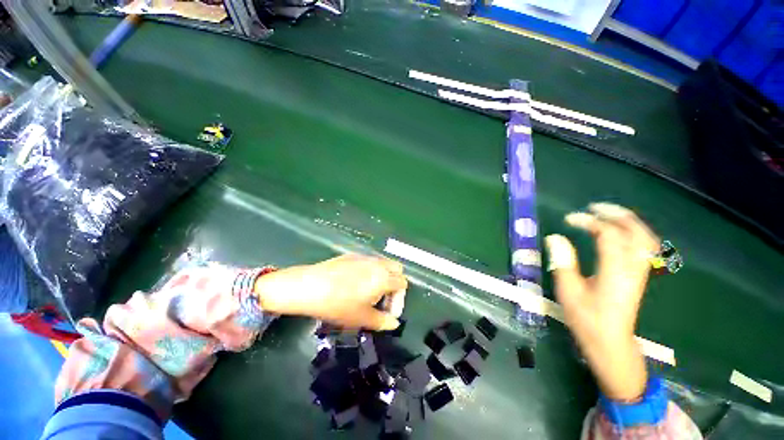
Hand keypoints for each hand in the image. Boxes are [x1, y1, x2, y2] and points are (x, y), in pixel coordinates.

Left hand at [253, 254, 407, 330]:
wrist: (310, 286)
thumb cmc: (339, 305)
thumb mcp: (362, 318)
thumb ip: (382, 321)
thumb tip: (394, 323)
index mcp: (384, 278)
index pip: (403, 283)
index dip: (399, 300)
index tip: (387, 313)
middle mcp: (377, 263)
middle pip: (397, 269)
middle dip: (394, 284)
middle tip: (382, 300)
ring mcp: (364, 257)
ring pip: (383, 264)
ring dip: (382, 277)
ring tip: (368, 293)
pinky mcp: (351, 255)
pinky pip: (368, 262)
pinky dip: (370, 271)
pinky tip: (353, 284)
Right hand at [545, 203, 658, 400]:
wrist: (611, 342)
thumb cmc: (587, 318)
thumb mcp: (569, 291)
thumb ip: (563, 262)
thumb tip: (555, 237)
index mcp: (614, 271)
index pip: (608, 235)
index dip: (589, 222)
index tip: (569, 219)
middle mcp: (632, 268)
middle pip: (635, 232)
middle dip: (616, 215)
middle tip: (595, 207)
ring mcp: (639, 272)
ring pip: (645, 238)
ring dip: (629, 222)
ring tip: (609, 214)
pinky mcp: (638, 276)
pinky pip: (644, 247)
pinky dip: (634, 233)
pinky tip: (620, 233)